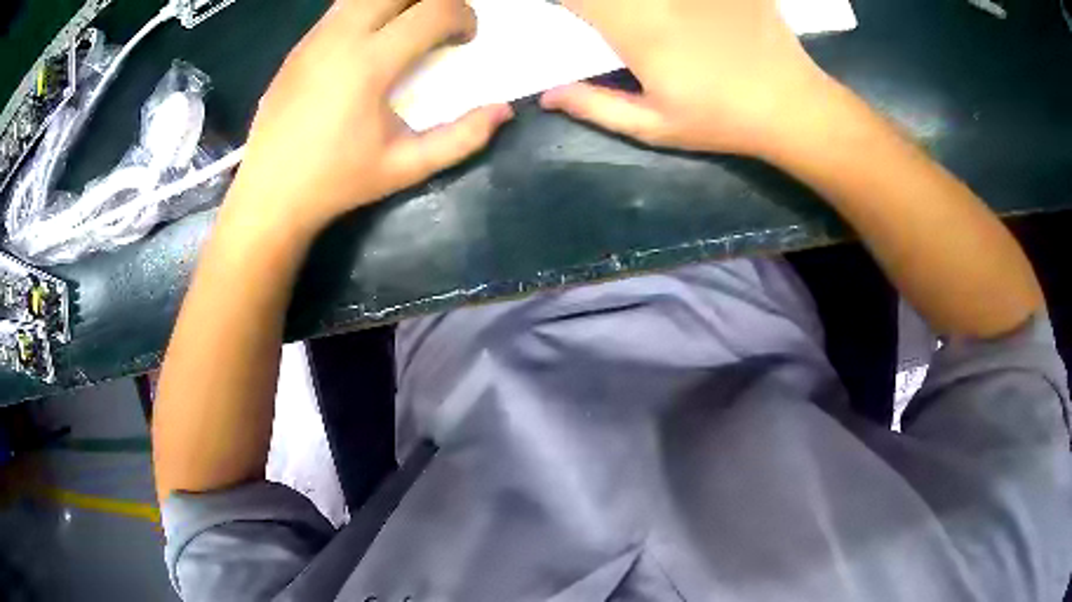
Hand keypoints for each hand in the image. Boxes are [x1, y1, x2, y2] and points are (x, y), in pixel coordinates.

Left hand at [225, 0, 512, 239]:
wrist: (269, 195)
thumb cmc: (338, 182)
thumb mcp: (406, 167)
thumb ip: (461, 139)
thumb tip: (504, 111)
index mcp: (370, 65)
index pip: (434, 10)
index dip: (463, 17)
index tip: (465, 39)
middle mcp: (341, 37)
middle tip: (441, 24)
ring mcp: (315, 38)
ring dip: (398, 1)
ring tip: (408, 26)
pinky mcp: (298, 45)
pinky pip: (341, 7)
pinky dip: (368, 9)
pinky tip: (371, 37)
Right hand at [541, 0, 832, 157]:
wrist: (791, 105)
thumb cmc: (721, 120)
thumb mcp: (655, 126)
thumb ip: (595, 106)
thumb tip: (548, 95)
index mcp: (633, 28)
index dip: (565, 1)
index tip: (568, 13)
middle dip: (600, 3)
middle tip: (605, 17)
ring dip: (636, 2)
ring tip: (651, 22)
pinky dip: (679, 1)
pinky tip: (686, 13)